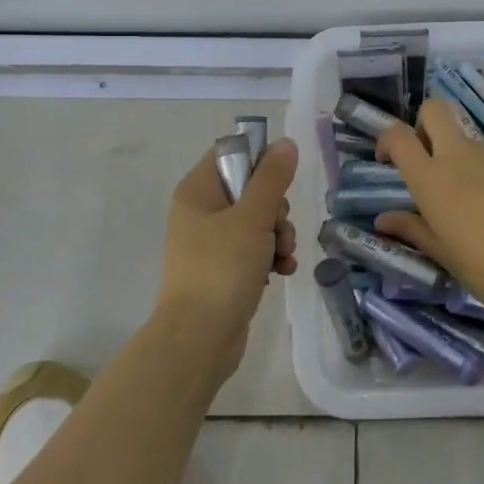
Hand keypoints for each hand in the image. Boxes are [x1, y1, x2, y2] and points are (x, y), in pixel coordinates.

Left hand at [155, 137, 297, 378]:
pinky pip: (252, 249)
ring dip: (278, 235)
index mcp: (197, 190)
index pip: (231, 153)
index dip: (260, 161)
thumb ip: (272, 178)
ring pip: (256, 221)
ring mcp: (210, 242)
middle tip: (279, 229)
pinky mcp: (221, 269)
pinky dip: (269, 257)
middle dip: (276, 209)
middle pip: (250, 189)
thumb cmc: (222, 269)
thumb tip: (286, 143)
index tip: (280, 182)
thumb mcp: (253, 217)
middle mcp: (200, 211)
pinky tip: (282, 272)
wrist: (198, 340)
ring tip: (283, 257)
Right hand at [375, 101, 483, 322]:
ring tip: (455, 194)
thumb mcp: (441, 252)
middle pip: (435, 109)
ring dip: (450, 149)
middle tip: (422, 159)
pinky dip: (474, 166)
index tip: (386, 161)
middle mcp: (458, 157)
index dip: (386, 140)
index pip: (399, 135)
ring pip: (461, 133)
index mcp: (431, 178)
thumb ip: (411, 228)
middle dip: (422, 123)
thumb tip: (383, 219)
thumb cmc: (483, 267)